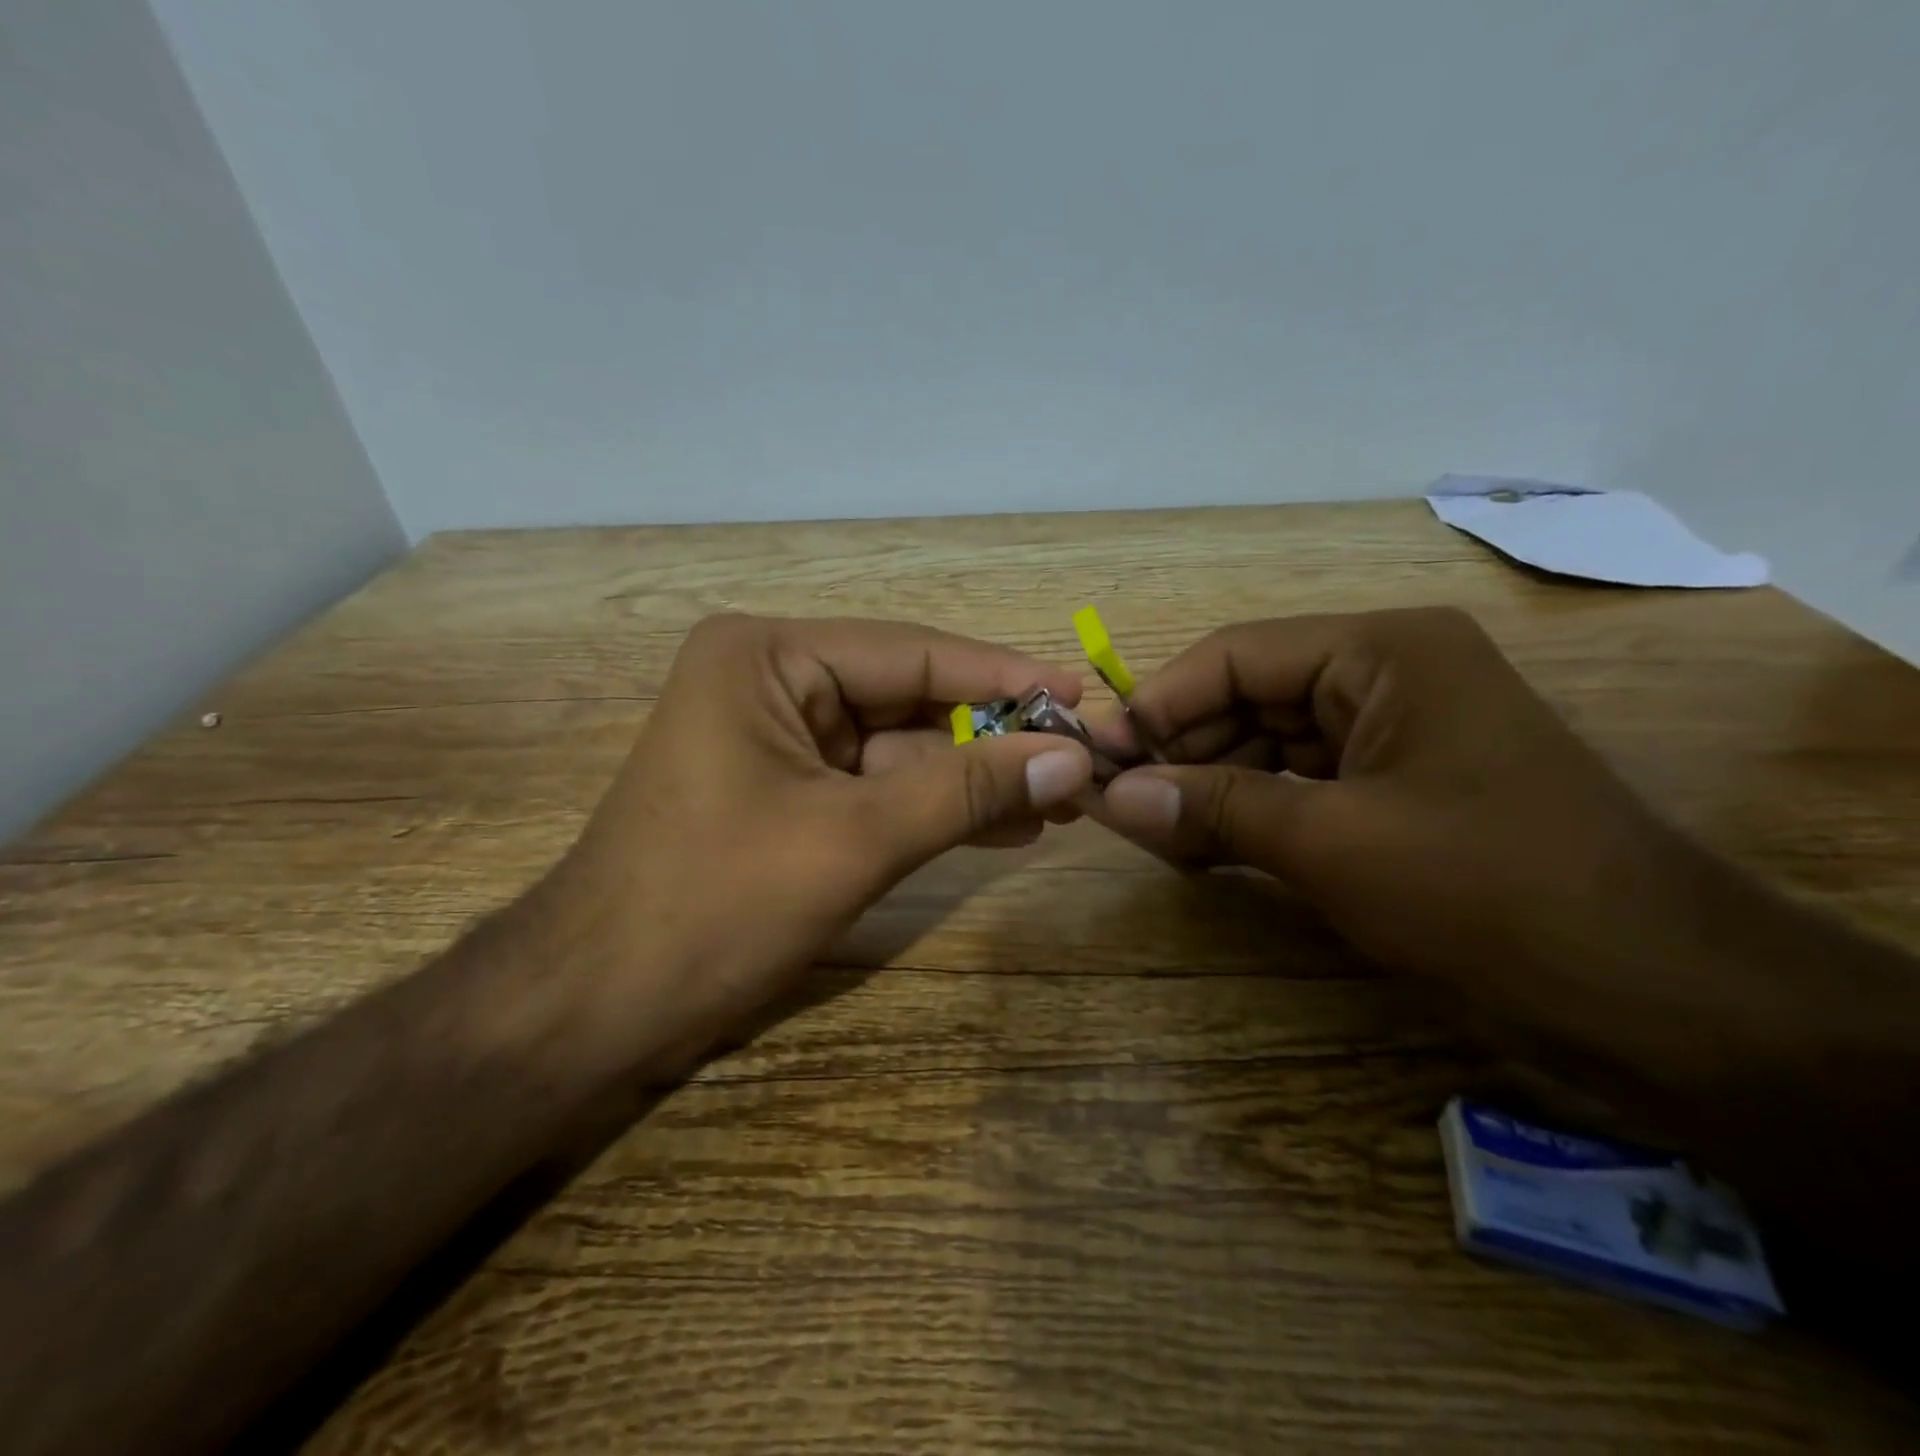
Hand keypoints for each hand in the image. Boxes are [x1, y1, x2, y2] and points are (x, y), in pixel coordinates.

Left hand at [526, 614, 1095, 1071]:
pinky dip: (933, 807)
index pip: (912, 653)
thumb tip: (1072, 758)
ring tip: (1057, 802)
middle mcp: (771, 680)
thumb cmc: (714, 905)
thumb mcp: (854, 840)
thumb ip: (966, 790)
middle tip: (1077, 760)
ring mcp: (777, 739)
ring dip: (972, 778)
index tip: (1078, 695)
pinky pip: (875, 787)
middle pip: (909, 699)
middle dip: (992, 737)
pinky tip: (1003, 825)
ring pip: (899, 749)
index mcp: (768, 657)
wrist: (595, 1007)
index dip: (1002, 676)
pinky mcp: (784, 792)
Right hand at [1093, 608, 1705, 1060]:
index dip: (1158, 703)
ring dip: (1208, 784)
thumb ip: (1215, 807)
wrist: (1657, 996)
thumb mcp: (1334, 842)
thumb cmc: (1491, 891)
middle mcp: (1385, 677)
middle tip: (1114, 802)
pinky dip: (1248, 812)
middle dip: (1181, 749)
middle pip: (1248, 697)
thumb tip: (1112, 796)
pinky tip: (1201, 845)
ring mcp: (1394, 736)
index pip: (1235, 655)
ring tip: (1149, 830)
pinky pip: (1299, 786)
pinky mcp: (1397, 792)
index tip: (1099, 756)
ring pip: (1268, 744)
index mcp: (1381, 652)